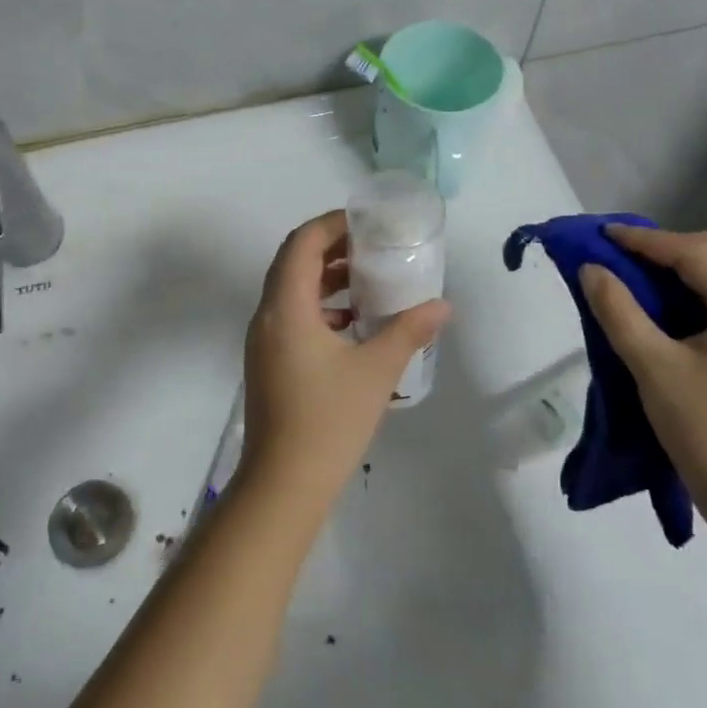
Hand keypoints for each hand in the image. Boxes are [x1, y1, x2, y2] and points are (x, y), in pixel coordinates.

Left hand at [237, 210, 449, 520]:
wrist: (284, 483)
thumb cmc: (329, 420)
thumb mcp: (376, 370)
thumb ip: (408, 331)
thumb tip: (443, 306)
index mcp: (286, 308)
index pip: (302, 243)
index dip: (332, 225)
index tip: (367, 224)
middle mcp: (267, 316)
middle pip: (293, 261)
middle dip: (331, 248)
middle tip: (372, 246)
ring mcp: (263, 341)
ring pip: (291, 290)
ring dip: (325, 278)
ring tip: (368, 280)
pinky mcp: (268, 362)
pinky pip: (291, 316)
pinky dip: (319, 307)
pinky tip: (352, 322)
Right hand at [579, 226, 706, 553]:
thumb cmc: (706, 431)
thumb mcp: (652, 368)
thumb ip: (619, 312)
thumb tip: (592, 270)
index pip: (698, 256)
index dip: (647, 241)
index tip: (606, 236)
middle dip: (697, 242)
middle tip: (653, 258)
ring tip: (661, 280)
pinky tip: (680, 314)